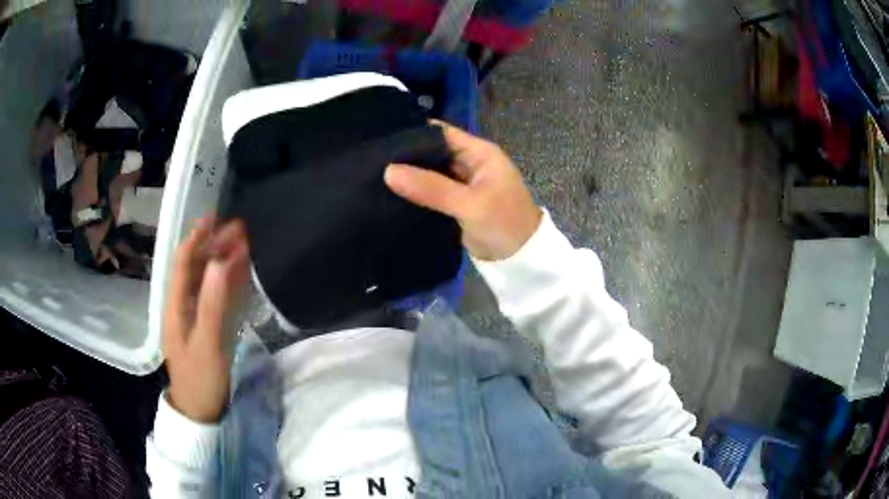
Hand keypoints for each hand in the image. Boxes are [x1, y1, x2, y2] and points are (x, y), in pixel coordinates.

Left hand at [164, 217, 249, 422]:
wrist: (200, 409)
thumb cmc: (200, 378)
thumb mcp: (207, 343)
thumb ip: (213, 303)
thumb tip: (222, 261)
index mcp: (176, 304)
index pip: (184, 262)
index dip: (197, 237)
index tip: (216, 217)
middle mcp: (182, 304)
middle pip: (196, 267)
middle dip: (214, 246)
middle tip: (239, 230)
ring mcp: (194, 316)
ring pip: (206, 281)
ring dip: (221, 261)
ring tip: (241, 244)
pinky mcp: (205, 327)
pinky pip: (215, 297)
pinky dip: (226, 282)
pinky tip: (238, 274)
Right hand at [385, 122, 541, 260]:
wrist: (521, 261)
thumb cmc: (504, 224)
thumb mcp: (469, 204)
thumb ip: (430, 187)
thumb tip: (388, 171)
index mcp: (479, 153)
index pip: (442, 133)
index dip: (414, 132)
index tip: (382, 138)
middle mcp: (470, 163)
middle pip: (434, 151)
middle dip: (407, 155)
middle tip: (372, 158)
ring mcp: (463, 184)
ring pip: (431, 172)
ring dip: (410, 174)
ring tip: (374, 173)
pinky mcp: (457, 203)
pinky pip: (433, 191)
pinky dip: (417, 191)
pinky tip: (391, 192)